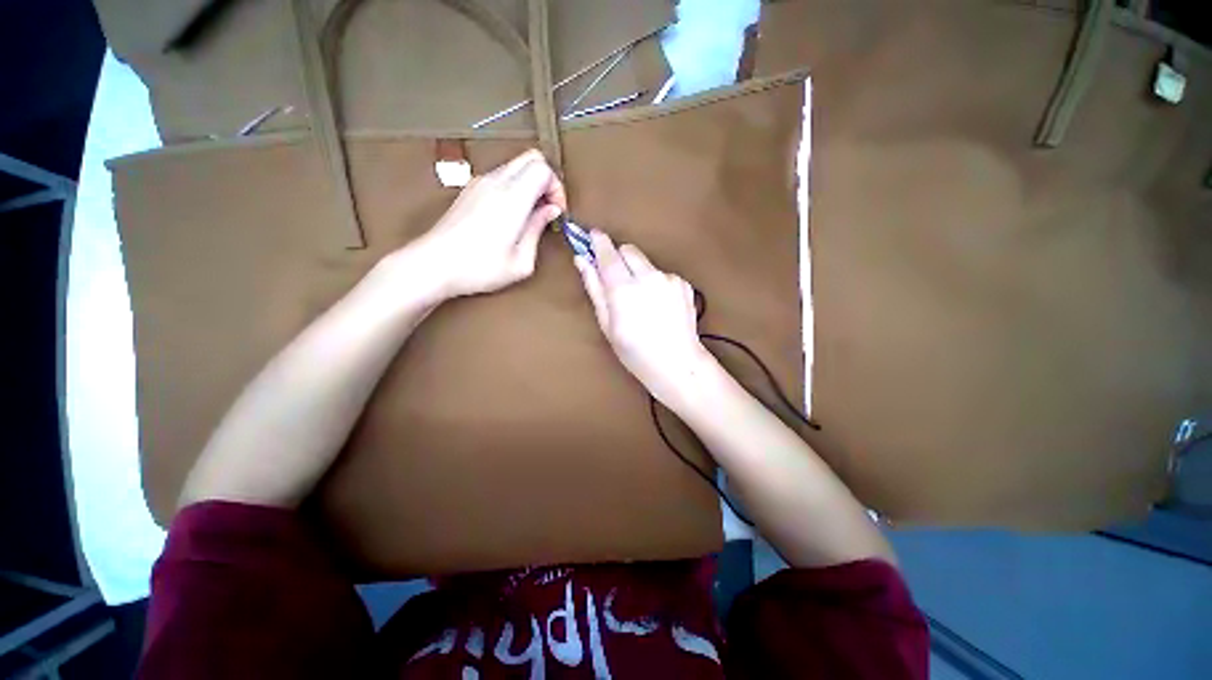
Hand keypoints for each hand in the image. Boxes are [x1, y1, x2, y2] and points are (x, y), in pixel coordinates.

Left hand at [418, 149, 566, 297]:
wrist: (433, 265)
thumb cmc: (479, 268)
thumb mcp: (521, 261)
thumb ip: (538, 230)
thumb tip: (550, 211)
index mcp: (512, 198)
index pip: (543, 168)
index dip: (557, 188)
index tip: (557, 212)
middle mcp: (495, 182)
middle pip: (531, 157)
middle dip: (547, 180)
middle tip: (548, 208)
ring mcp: (479, 183)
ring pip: (515, 165)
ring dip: (530, 183)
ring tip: (531, 215)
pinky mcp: (470, 190)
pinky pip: (501, 176)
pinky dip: (515, 187)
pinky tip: (512, 215)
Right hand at [575, 232, 718, 408]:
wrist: (678, 364)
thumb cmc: (635, 352)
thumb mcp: (607, 325)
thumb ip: (594, 289)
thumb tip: (582, 260)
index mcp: (624, 289)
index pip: (607, 253)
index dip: (598, 242)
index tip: (592, 235)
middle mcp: (647, 277)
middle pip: (628, 250)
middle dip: (619, 257)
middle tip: (616, 278)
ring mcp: (669, 279)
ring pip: (646, 262)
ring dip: (638, 272)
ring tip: (641, 300)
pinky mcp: (683, 283)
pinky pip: (662, 274)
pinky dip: (656, 283)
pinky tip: (659, 305)